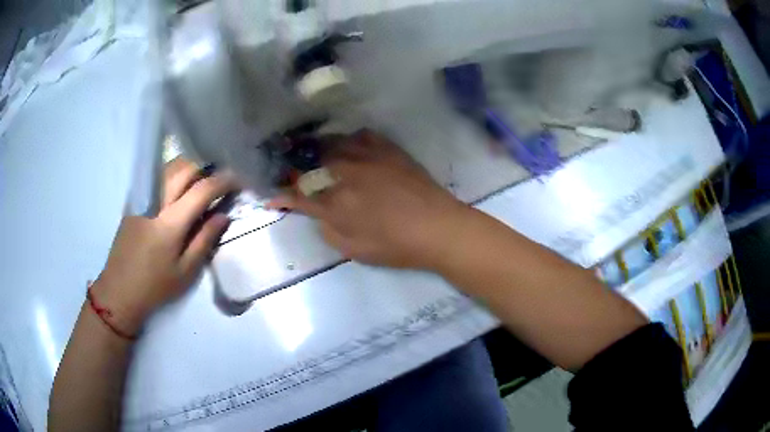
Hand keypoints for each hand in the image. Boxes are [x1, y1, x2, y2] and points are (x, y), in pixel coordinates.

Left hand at [91, 158, 237, 335]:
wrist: (119, 291)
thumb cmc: (155, 287)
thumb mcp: (185, 272)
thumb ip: (205, 240)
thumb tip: (223, 216)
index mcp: (170, 223)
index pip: (202, 189)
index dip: (223, 181)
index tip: (238, 181)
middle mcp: (155, 202)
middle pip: (184, 168)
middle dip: (206, 167)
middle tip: (220, 179)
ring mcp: (141, 198)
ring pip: (168, 168)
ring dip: (189, 168)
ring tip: (202, 180)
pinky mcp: (134, 201)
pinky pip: (156, 177)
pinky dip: (173, 174)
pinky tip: (179, 187)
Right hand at [269, 130, 469, 268]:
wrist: (437, 227)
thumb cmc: (395, 246)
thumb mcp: (354, 249)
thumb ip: (328, 229)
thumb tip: (317, 212)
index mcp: (336, 202)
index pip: (298, 196)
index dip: (282, 196)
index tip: (271, 196)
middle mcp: (346, 173)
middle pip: (311, 162)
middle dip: (294, 165)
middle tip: (287, 166)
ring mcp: (368, 157)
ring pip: (333, 143)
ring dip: (317, 148)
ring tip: (312, 150)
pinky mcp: (388, 149)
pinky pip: (362, 135)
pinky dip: (349, 139)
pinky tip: (349, 145)